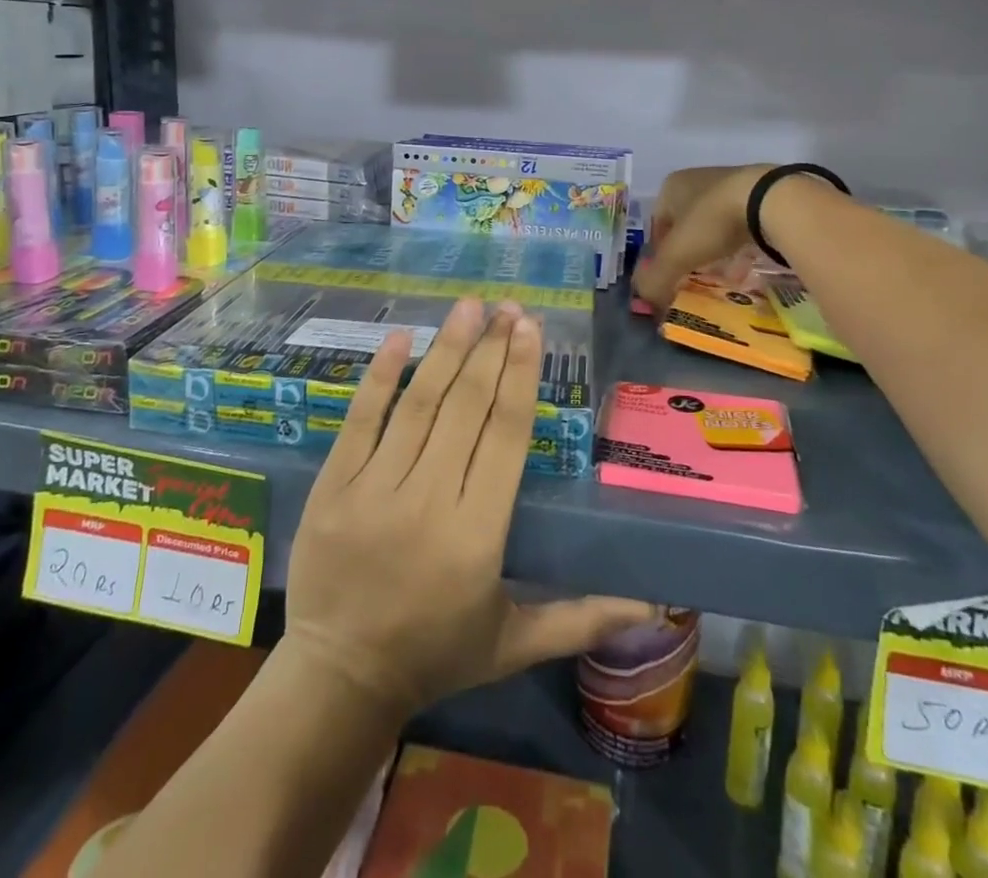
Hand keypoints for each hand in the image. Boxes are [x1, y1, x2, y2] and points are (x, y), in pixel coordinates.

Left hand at [283, 299, 652, 715]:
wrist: (338, 680)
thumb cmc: (435, 656)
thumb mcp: (514, 643)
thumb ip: (581, 618)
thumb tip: (654, 608)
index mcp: (477, 535)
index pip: (505, 436)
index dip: (519, 376)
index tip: (529, 330)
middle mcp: (428, 502)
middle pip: (466, 408)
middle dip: (490, 350)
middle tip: (507, 307)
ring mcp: (373, 490)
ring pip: (418, 405)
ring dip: (446, 349)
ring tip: (468, 307)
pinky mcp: (333, 486)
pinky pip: (360, 421)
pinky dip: (380, 377)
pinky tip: (400, 337)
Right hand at [632, 163, 773, 310]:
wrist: (770, 199)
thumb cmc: (712, 221)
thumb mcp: (676, 255)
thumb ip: (655, 280)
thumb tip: (646, 302)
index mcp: (670, 187)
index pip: (656, 225)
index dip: (659, 254)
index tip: (670, 276)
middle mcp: (696, 180)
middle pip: (685, 225)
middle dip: (688, 252)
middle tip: (694, 277)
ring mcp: (729, 183)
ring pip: (713, 225)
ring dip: (714, 249)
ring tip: (722, 274)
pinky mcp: (758, 192)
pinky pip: (740, 224)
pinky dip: (739, 244)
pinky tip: (745, 263)